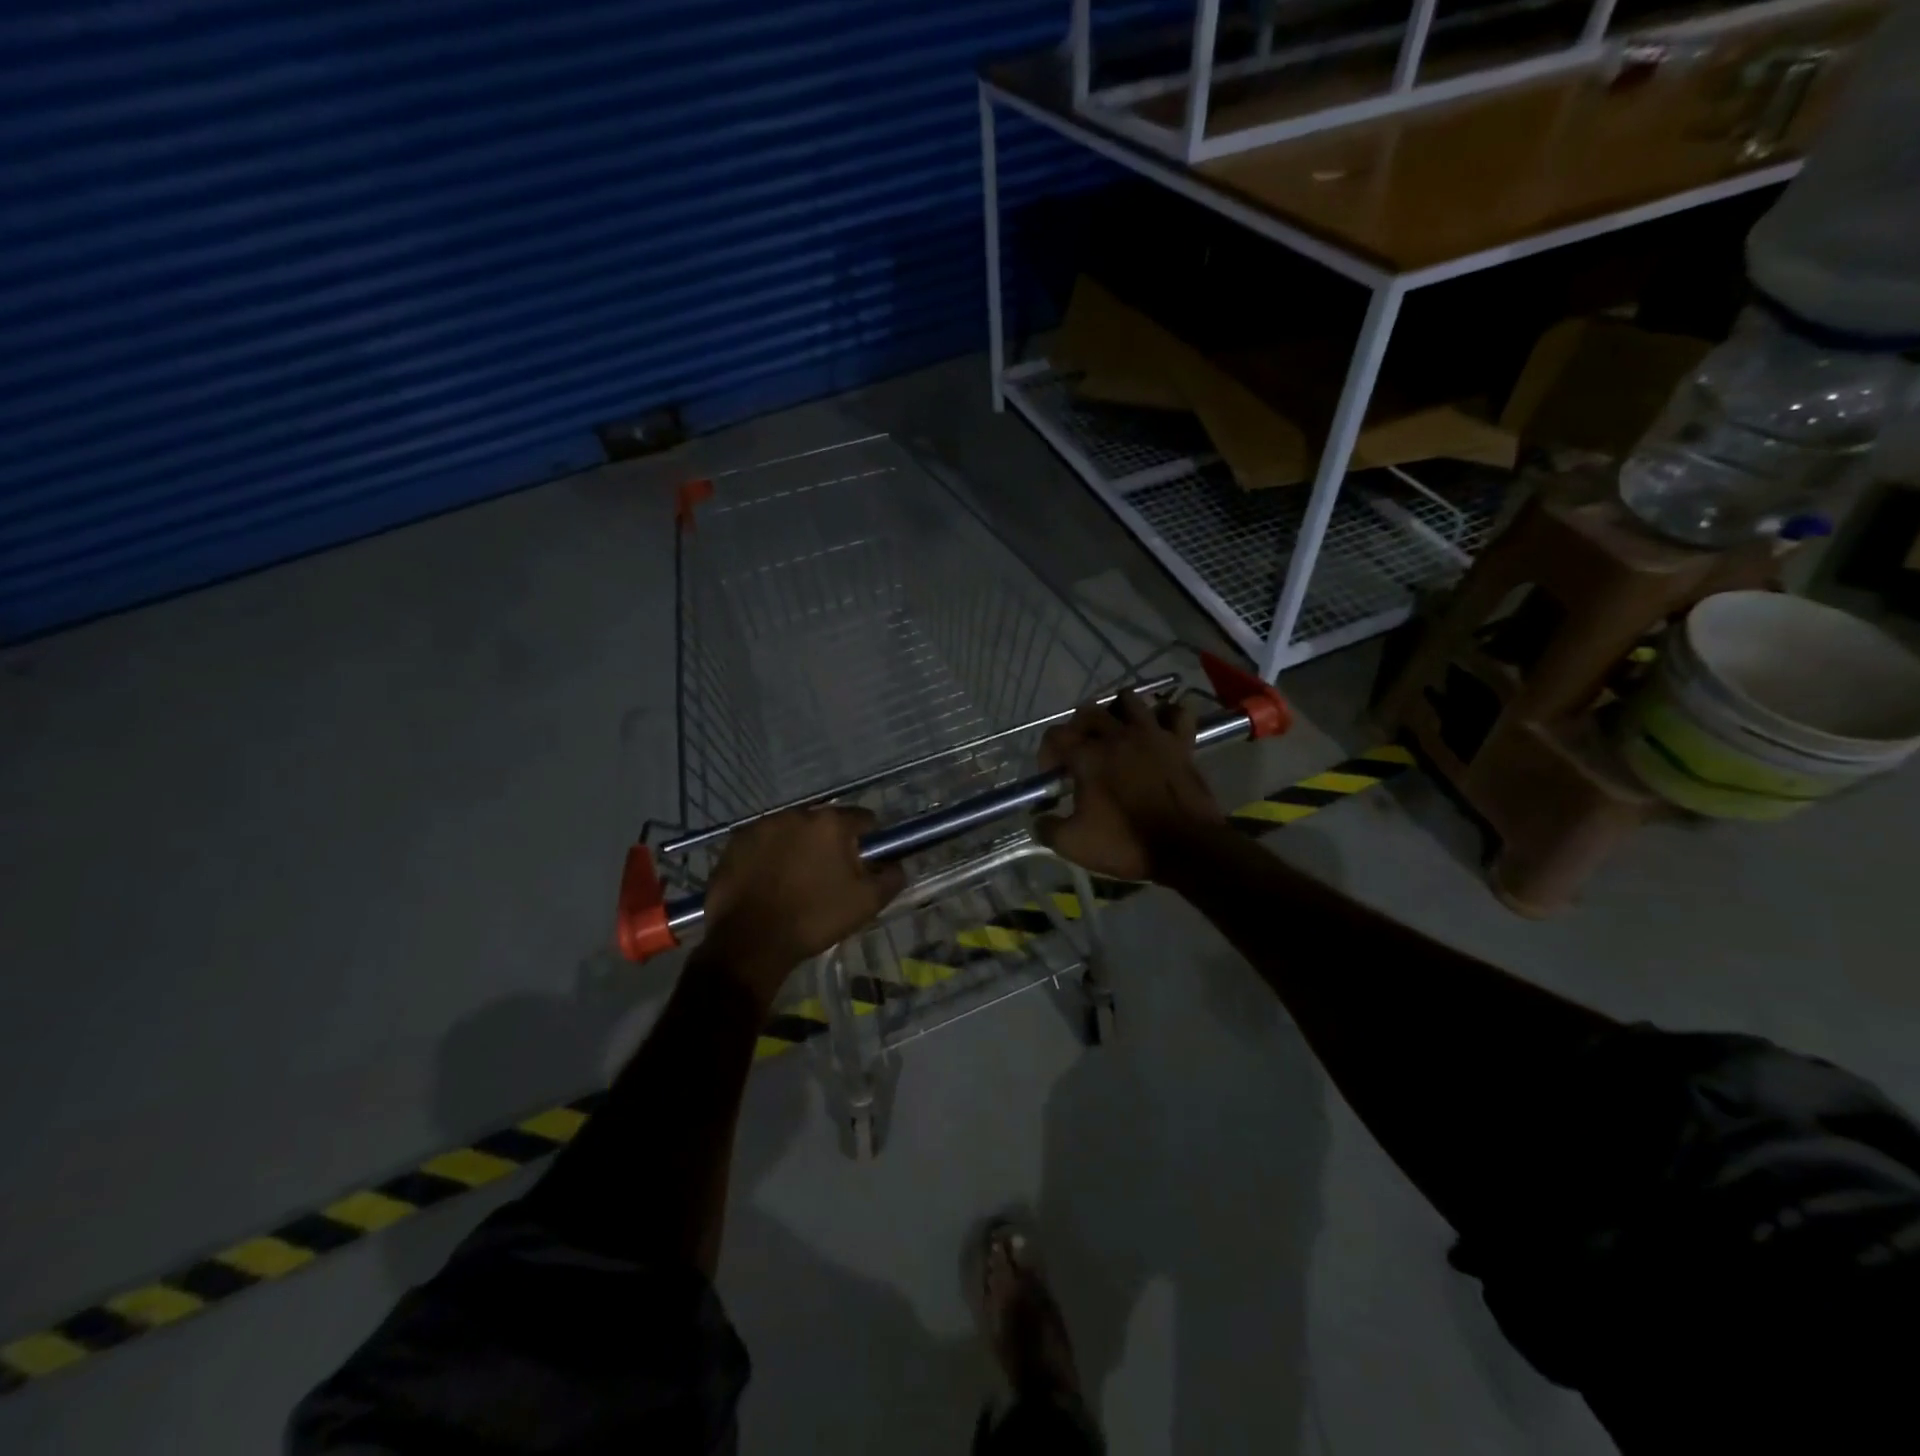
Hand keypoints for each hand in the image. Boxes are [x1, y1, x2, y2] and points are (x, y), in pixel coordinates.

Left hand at [697, 807, 905, 1007]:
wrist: (751, 942)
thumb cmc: (814, 918)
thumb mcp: (867, 903)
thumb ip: (890, 877)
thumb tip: (896, 864)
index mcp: (830, 823)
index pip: (862, 818)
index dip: (868, 839)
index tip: (864, 862)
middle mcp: (796, 814)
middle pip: (824, 823)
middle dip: (830, 842)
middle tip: (829, 874)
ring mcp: (762, 826)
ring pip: (792, 830)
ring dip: (799, 846)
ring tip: (796, 879)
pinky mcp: (736, 842)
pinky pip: (764, 842)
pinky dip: (770, 854)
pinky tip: (769, 881)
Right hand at [1034, 690, 1223, 882]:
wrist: (1187, 848)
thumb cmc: (1126, 843)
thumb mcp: (1073, 844)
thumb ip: (1047, 828)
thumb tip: (1039, 820)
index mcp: (1088, 756)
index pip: (1055, 735)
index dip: (1047, 753)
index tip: (1053, 776)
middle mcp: (1117, 736)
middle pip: (1088, 712)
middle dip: (1077, 729)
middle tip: (1080, 754)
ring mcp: (1152, 735)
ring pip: (1129, 701)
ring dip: (1117, 712)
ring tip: (1116, 734)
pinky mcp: (1181, 743)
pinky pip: (1176, 713)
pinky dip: (1166, 715)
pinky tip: (1159, 729)